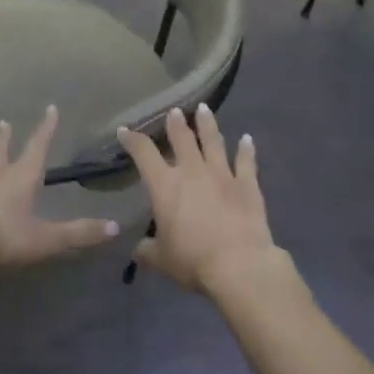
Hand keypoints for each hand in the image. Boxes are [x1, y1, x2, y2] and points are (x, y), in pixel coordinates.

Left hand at [0, 106, 118, 272]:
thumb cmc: (2, 237)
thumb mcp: (46, 238)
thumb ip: (79, 233)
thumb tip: (115, 227)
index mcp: (21, 178)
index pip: (38, 147)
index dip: (46, 129)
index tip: (50, 109)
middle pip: (2, 153)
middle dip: (6, 139)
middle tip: (5, 123)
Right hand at [118, 104, 284, 296]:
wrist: (238, 264)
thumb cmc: (192, 260)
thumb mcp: (161, 259)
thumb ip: (147, 250)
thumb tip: (138, 248)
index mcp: (165, 186)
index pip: (144, 154)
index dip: (132, 140)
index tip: (125, 130)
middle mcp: (192, 171)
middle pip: (182, 139)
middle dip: (175, 123)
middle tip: (174, 111)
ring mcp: (222, 174)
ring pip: (213, 141)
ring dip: (208, 124)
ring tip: (204, 109)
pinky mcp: (247, 184)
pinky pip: (246, 161)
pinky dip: (247, 149)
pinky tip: (247, 138)